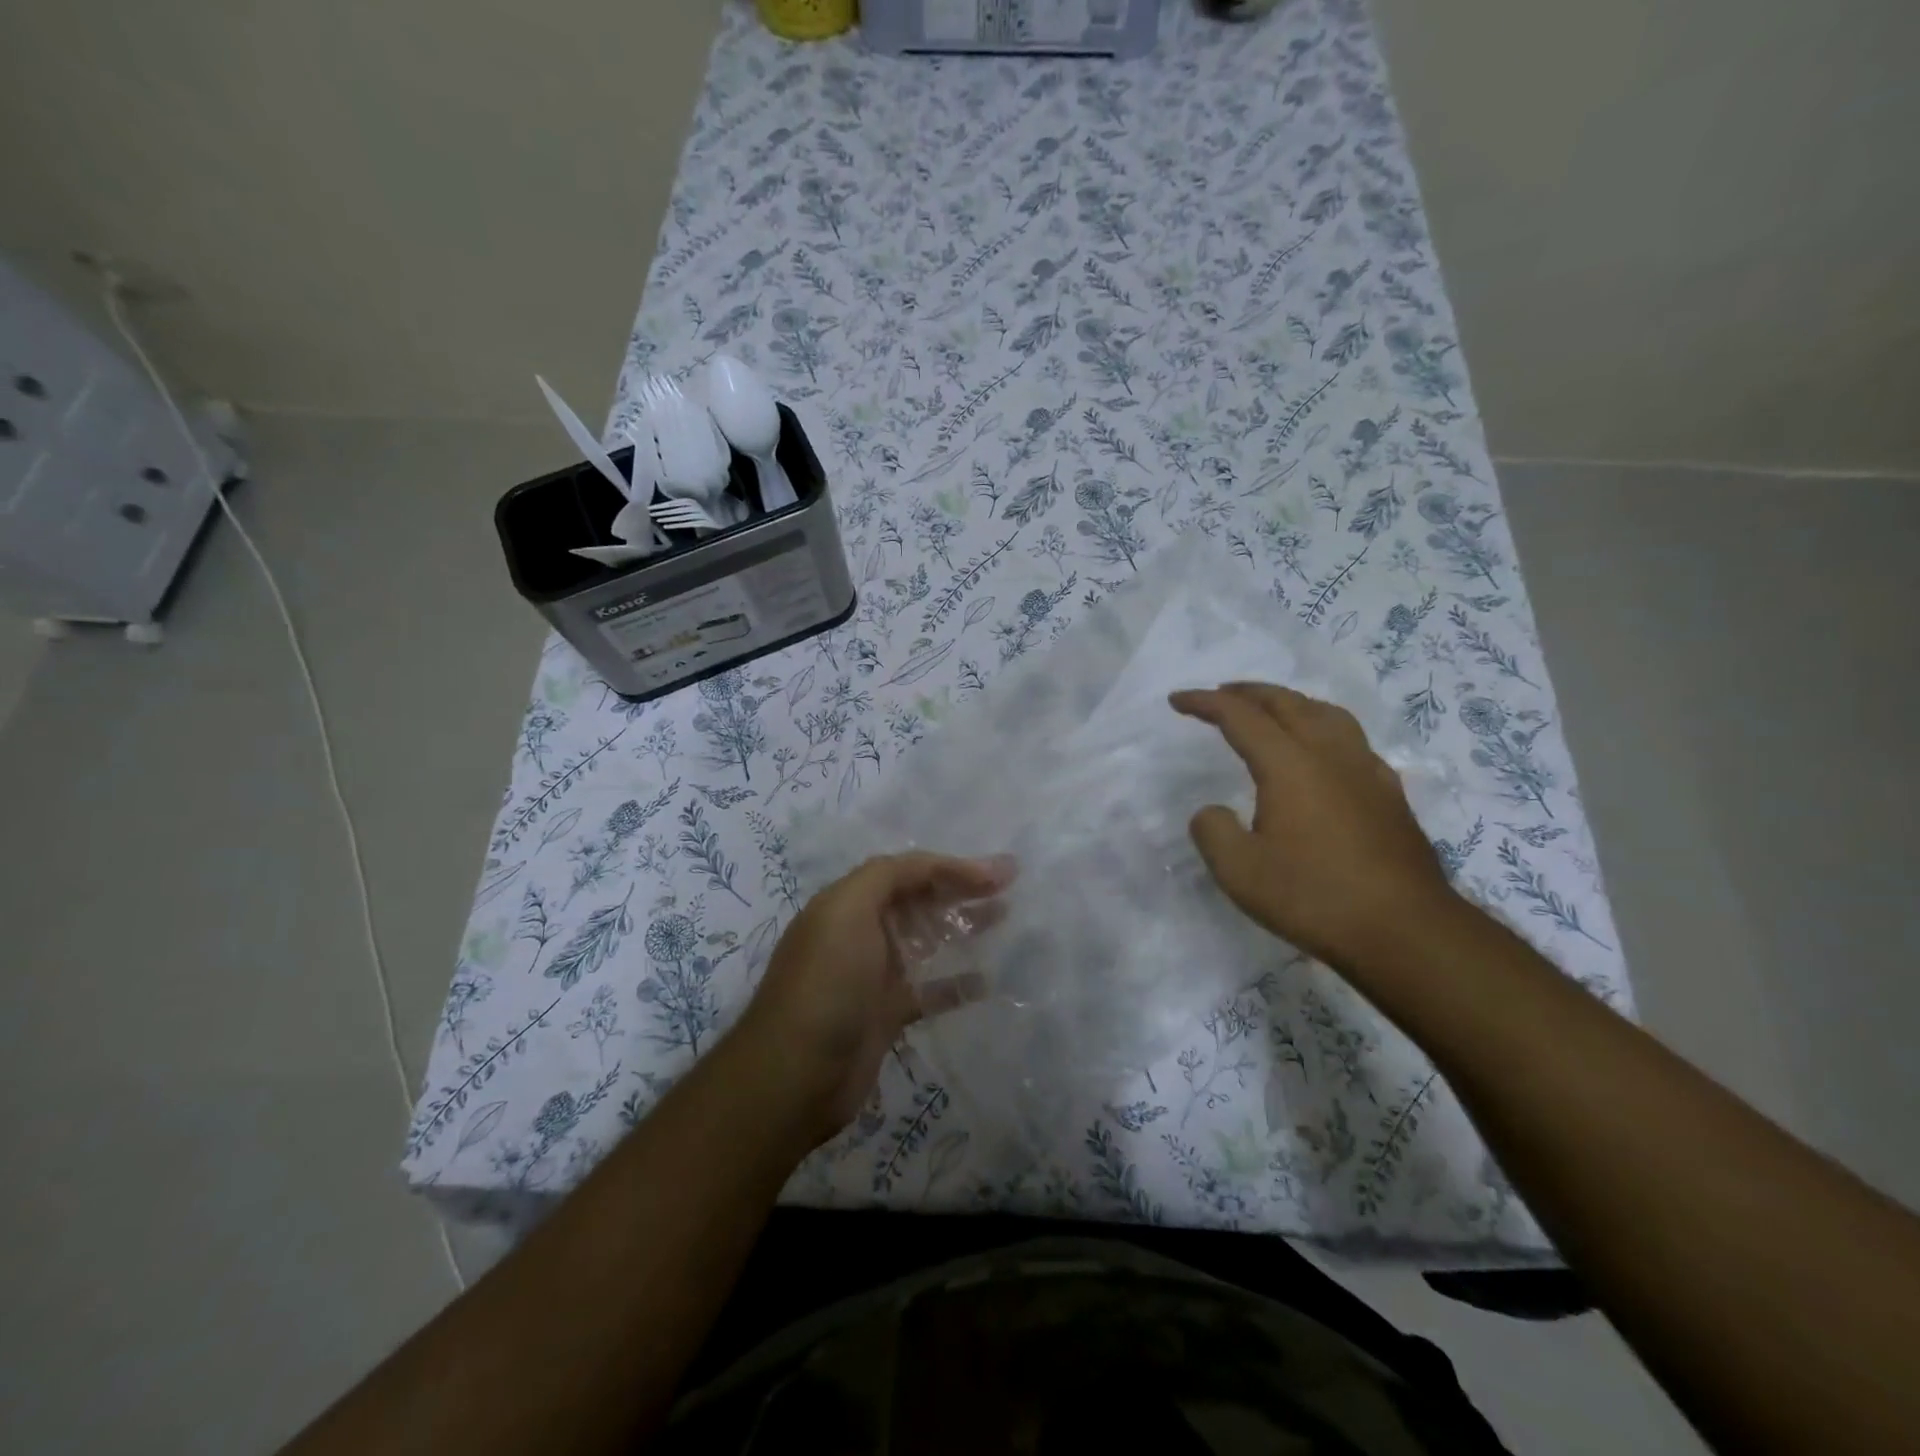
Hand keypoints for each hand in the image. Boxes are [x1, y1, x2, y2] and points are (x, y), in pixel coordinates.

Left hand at [732, 851, 1014, 1146]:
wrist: (795, 1075)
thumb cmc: (825, 983)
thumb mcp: (847, 911)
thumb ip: (887, 877)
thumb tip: (933, 867)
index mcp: (849, 903)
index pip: (908, 872)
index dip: (953, 867)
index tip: (999, 873)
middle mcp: (861, 933)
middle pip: (919, 901)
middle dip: (962, 889)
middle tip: (1009, 886)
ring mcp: (874, 976)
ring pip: (927, 941)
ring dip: (962, 926)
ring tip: (1004, 917)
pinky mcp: (886, 1015)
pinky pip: (929, 991)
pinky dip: (956, 984)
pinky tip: (987, 981)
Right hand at [1170, 681, 1459, 971]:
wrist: (1405, 931)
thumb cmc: (1314, 897)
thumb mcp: (1240, 871)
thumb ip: (1213, 831)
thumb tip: (1212, 812)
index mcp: (1290, 764)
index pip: (1240, 717)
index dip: (1205, 703)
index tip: (1177, 700)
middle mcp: (1330, 754)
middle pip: (1286, 703)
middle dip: (1247, 692)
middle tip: (1220, 694)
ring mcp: (1366, 771)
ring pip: (1325, 714)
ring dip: (1289, 703)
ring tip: (1271, 710)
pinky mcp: (1389, 794)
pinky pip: (1351, 739)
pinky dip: (1322, 728)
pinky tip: (1323, 753)